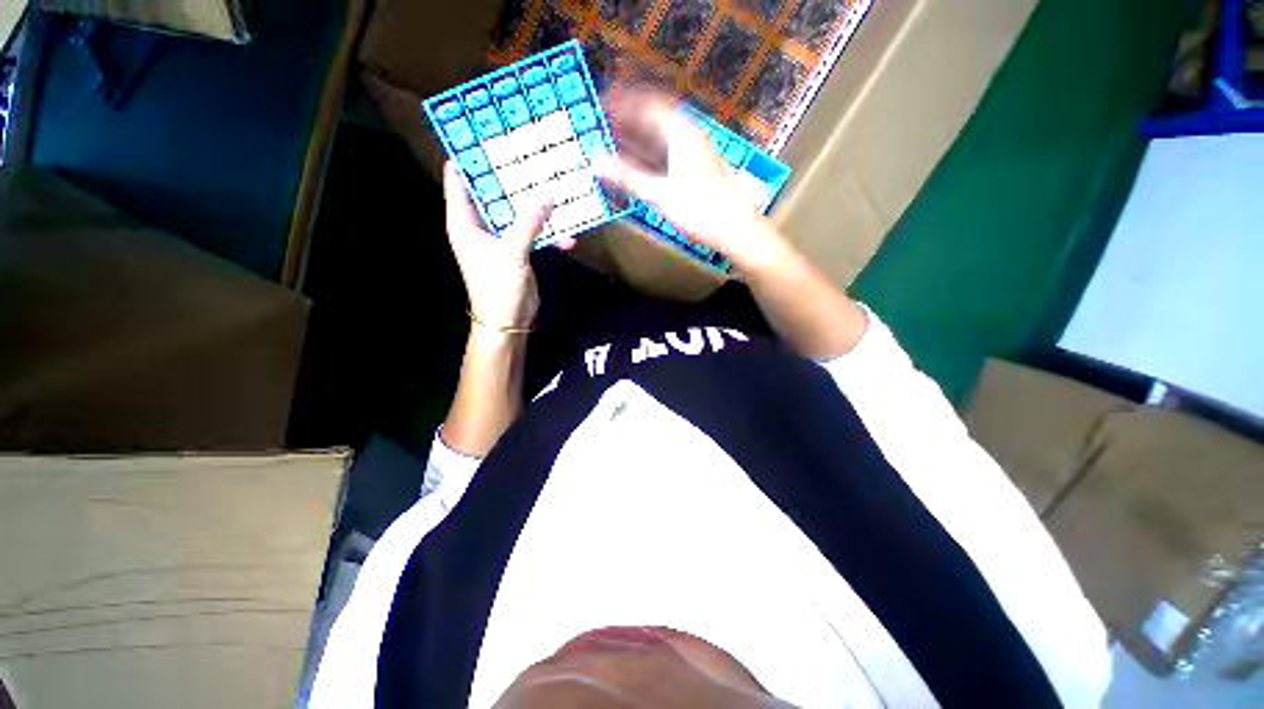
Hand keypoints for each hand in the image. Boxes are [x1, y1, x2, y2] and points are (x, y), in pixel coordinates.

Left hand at [443, 161, 554, 328]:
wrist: (509, 322)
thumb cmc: (499, 289)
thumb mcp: (512, 253)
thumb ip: (529, 222)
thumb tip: (549, 191)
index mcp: (465, 220)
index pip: (459, 177)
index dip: (471, 155)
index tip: (492, 135)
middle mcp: (480, 224)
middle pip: (493, 190)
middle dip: (512, 175)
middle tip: (534, 155)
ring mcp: (500, 236)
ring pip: (517, 209)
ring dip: (535, 202)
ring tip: (556, 185)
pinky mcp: (518, 249)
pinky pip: (532, 231)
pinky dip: (548, 231)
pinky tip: (569, 234)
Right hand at [597, 89, 777, 269]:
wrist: (734, 229)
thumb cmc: (700, 209)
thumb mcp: (660, 194)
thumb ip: (628, 178)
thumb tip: (595, 163)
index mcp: (681, 132)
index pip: (648, 105)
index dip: (624, 102)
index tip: (601, 104)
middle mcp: (687, 137)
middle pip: (652, 121)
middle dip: (627, 123)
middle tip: (601, 127)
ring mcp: (691, 155)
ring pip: (657, 141)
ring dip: (635, 142)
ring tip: (610, 145)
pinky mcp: (692, 172)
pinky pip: (663, 158)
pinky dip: (646, 160)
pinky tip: (631, 167)